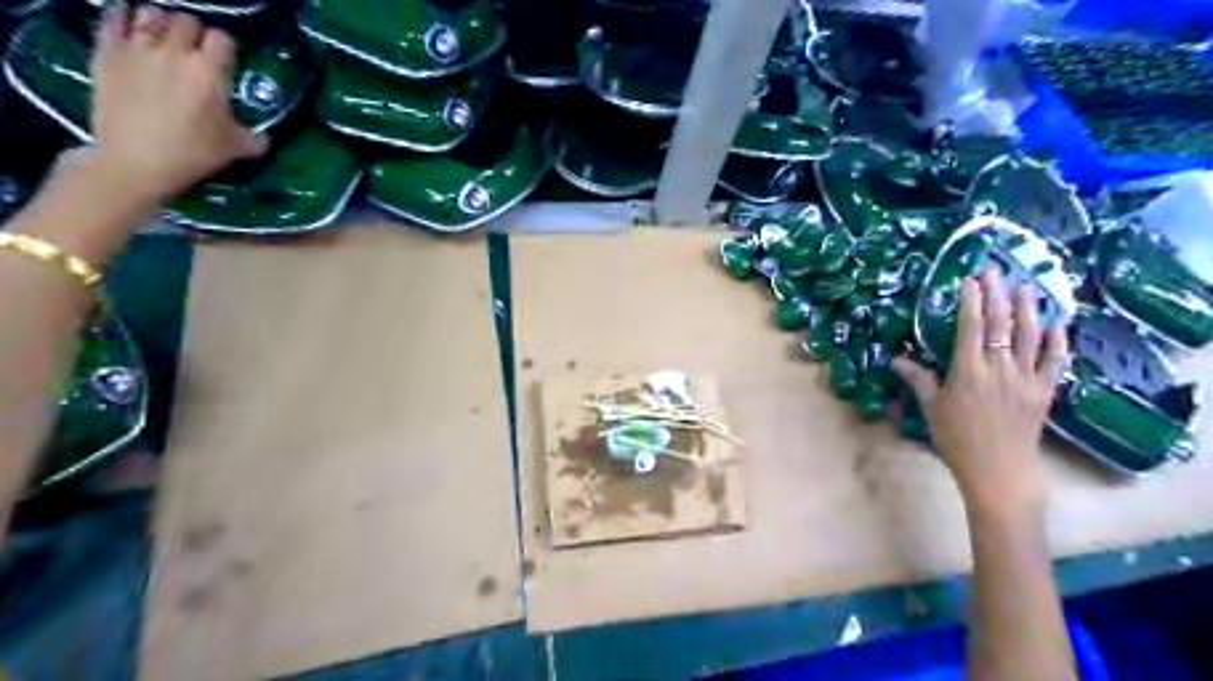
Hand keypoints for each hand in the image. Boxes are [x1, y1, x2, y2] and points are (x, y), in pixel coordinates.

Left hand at [87, 2, 268, 207]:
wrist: (136, 161)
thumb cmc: (193, 154)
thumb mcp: (237, 149)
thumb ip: (254, 137)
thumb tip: (263, 136)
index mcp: (209, 72)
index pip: (223, 39)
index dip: (227, 48)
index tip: (228, 62)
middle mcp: (174, 52)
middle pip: (187, 21)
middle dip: (196, 33)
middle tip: (198, 51)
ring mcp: (137, 48)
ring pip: (151, 13)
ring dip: (162, 22)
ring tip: (166, 37)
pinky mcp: (106, 52)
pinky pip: (112, 18)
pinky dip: (123, 17)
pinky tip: (130, 24)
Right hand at [889, 269, 1068, 518]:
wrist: (998, 471)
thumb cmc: (956, 440)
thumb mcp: (931, 408)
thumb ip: (917, 379)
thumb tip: (895, 359)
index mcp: (968, 371)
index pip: (970, 327)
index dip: (971, 301)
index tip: (970, 279)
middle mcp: (999, 368)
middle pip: (1000, 324)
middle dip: (997, 294)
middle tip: (994, 270)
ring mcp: (1026, 378)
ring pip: (1030, 335)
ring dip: (1028, 308)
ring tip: (1025, 285)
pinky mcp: (1045, 391)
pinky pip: (1055, 360)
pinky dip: (1058, 339)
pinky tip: (1058, 322)